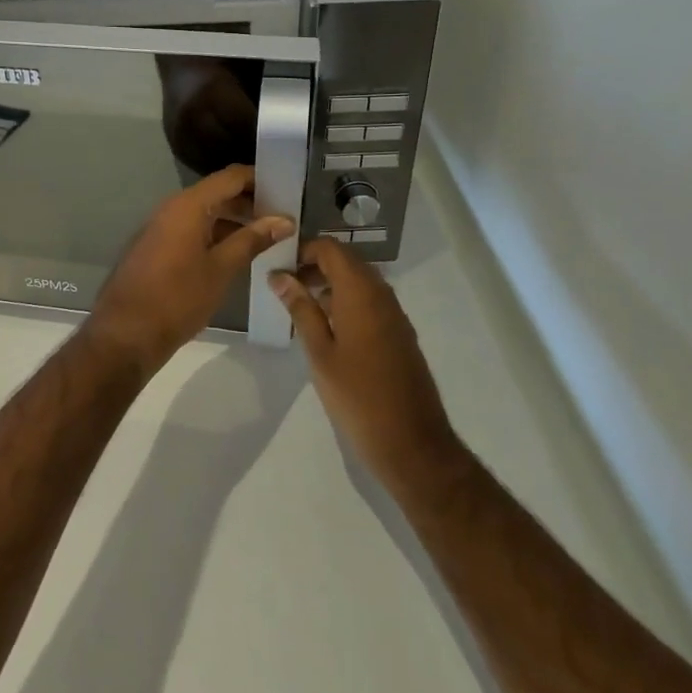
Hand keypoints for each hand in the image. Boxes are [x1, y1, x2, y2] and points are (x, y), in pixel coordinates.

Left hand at [88, 165, 294, 371]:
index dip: (260, 179)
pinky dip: (216, 236)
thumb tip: (284, 219)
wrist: (125, 334)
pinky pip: (192, 230)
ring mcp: (162, 228)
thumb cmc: (177, 298)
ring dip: (234, 222)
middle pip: (218, 194)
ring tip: (268, 238)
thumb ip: (252, 240)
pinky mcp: (157, 248)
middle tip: (284, 219)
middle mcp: (172, 208)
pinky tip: (237, 254)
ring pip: (205, 214)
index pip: (231, 177)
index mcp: (188, 205)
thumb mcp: (221, 269)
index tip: (287, 190)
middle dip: (250, 203)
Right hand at [268, 238, 463, 490]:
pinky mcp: (400, 334)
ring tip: (299, 307)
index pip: (331, 249)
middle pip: (346, 262)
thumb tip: (279, 276)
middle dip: (314, 266)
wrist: (412, 443)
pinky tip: (327, 329)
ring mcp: (395, 314)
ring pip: (359, 282)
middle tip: (284, 286)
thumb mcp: (319, 352)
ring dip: (330, 285)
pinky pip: (370, 302)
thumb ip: (300, 309)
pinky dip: (346, 302)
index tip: (279, 266)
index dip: (303, 250)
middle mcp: (382, 294)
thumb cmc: (357, 396)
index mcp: (361, 292)